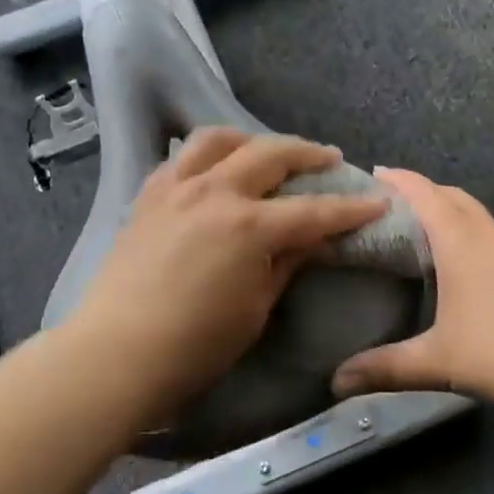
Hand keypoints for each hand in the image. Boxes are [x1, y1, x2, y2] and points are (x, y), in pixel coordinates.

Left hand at [68, 128, 388, 412]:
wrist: (116, 354)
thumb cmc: (196, 346)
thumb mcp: (255, 308)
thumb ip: (285, 264)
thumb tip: (312, 240)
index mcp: (249, 226)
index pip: (314, 211)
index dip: (350, 208)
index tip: (376, 203)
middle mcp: (214, 192)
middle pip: (270, 154)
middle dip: (307, 153)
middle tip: (328, 159)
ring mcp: (176, 188)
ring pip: (218, 139)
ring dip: (251, 139)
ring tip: (266, 152)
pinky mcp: (147, 196)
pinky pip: (180, 159)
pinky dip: (205, 156)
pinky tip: (213, 169)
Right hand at [331, 169, 493, 414]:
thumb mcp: (439, 360)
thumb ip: (386, 368)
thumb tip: (336, 382)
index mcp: (461, 240)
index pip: (424, 193)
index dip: (398, 179)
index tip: (373, 173)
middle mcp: (489, 235)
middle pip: (452, 197)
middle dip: (421, 192)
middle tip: (389, 207)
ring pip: (476, 217)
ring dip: (448, 214)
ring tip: (420, 235)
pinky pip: (492, 238)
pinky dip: (469, 237)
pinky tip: (462, 270)